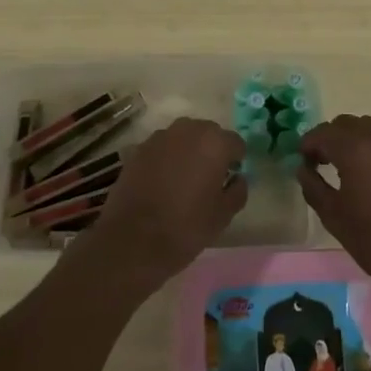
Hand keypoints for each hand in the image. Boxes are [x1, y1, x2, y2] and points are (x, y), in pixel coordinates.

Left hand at [77, 118, 247, 290]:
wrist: (132, 240)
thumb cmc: (185, 228)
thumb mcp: (223, 216)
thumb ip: (238, 190)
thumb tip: (237, 178)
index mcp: (214, 143)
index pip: (235, 143)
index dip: (235, 162)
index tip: (229, 180)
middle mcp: (188, 130)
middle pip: (209, 134)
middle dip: (212, 151)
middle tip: (208, 180)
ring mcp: (160, 137)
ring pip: (184, 138)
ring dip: (188, 152)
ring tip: (183, 180)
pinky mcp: (139, 148)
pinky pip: (162, 148)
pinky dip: (166, 158)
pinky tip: (162, 183)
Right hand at [297, 115, 370, 297]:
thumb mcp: (334, 217)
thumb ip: (313, 186)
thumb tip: (303, 168)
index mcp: (355, 149)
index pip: (323, 132)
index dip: (308, 144)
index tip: (303, 161)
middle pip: (347, 123)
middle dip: (331, 138)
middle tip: (324, 162)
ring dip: (355, 140)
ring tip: (351, 168)